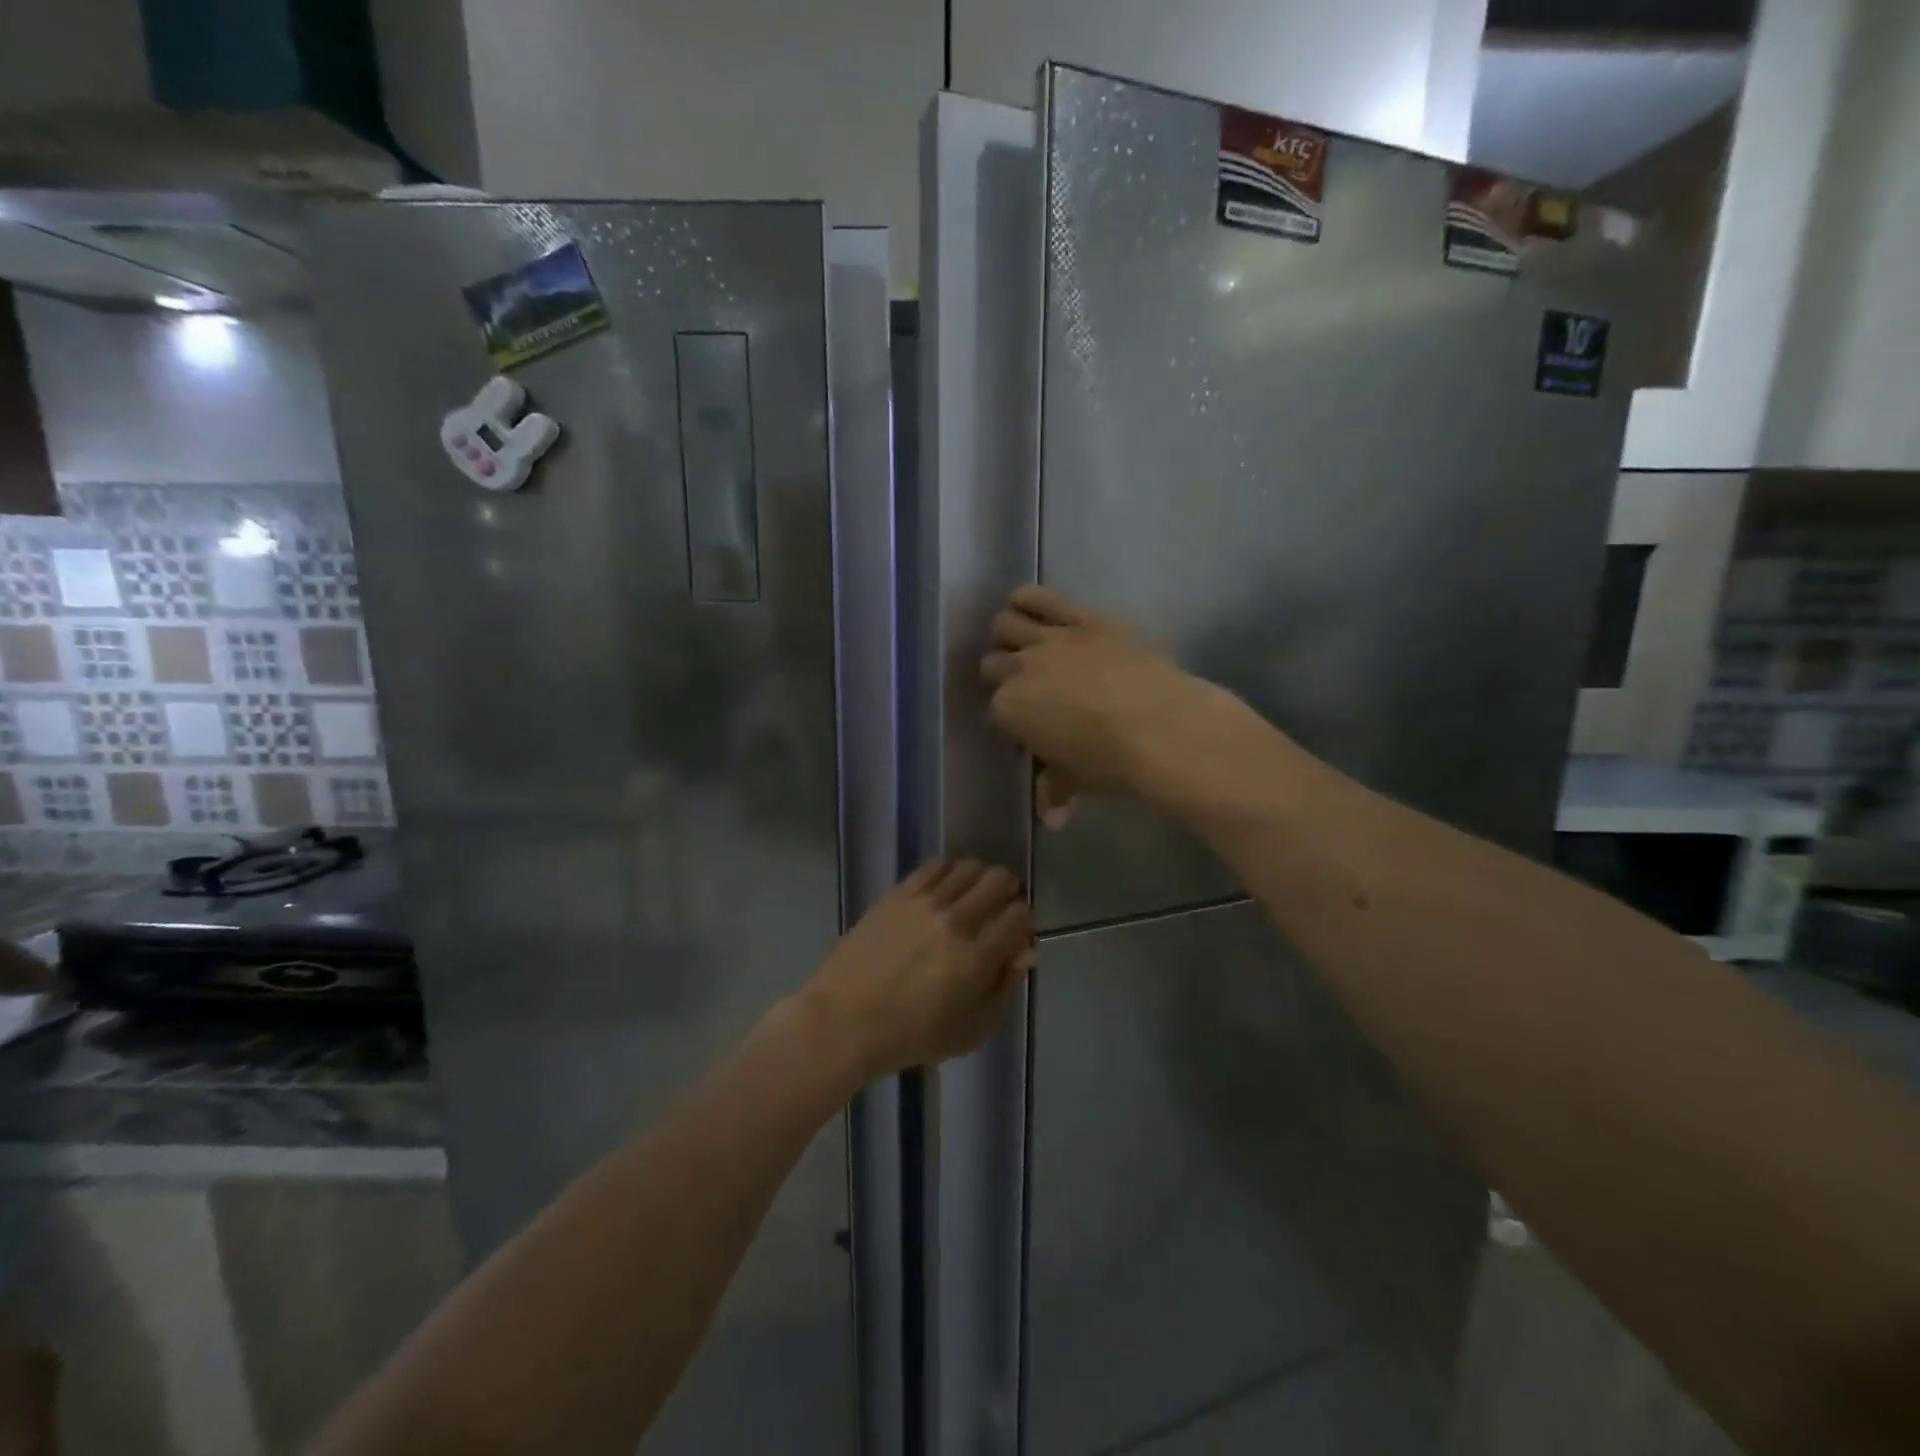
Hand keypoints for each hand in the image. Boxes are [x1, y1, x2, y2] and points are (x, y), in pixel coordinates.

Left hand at [799, 861, 1033, 1080]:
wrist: (844, 1021)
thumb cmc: (911, 1036)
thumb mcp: (972, 1030)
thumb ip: (1003, 988)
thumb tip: (1022, 952)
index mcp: (977, 957)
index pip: (1020, 916)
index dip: (1023, 924)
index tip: (1013, 936)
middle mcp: (955, 920)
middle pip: (998, 880)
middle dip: (1008, 892)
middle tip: (999, 909)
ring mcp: (923, 902)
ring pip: (968, 867)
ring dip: (979, 879)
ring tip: (971, 896)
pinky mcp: (897, 893)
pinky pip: (934, 866)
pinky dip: (948, 873)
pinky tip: (943, 890)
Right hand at [981, 587, 1230, 823]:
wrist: (1162, 728)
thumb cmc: (1114, 763)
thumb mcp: (1078, 780)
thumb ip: (1055, 791)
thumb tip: (1052, 818)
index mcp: (1010, 711)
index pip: (995, 708)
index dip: (1010, 716)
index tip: (1026, 724)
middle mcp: (1020, 670)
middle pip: (992, 663)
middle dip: (1001, 673)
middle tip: (1022, 682)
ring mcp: (1051, 640)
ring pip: (1006, 623)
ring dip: (1007, 633)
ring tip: (1018, 639)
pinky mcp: (1083, 618)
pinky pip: (1041, 598)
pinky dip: (1027, 599)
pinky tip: (1025, 603)